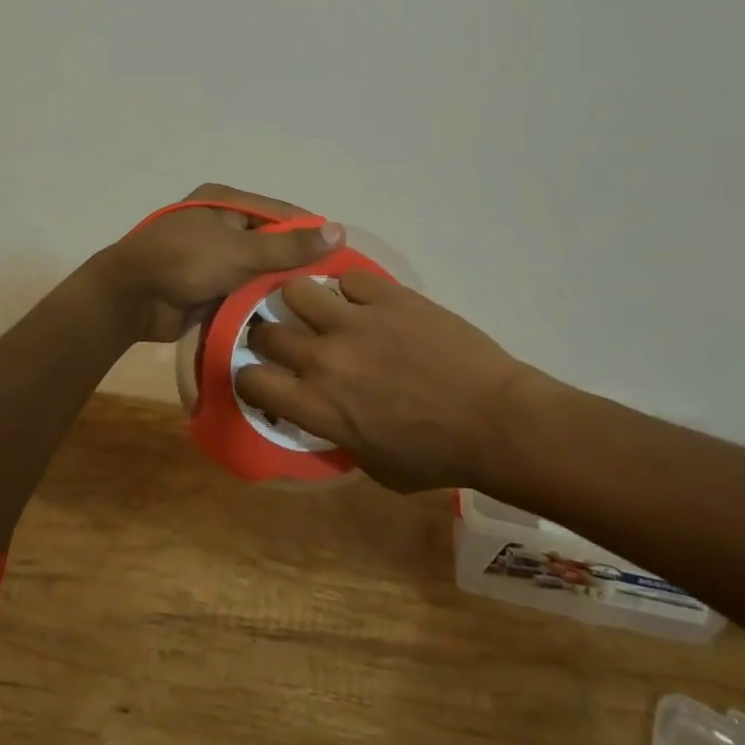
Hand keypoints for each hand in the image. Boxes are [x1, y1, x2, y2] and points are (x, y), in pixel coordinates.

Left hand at [94, 183, 343, 343]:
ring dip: (277, 286)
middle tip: (333, 288)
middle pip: (271, 241)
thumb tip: (339, 230)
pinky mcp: (207, 284)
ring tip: (316, 306)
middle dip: (296, 263)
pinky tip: (286, 318)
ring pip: (257, 269)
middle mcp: (222, 224)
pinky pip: (242, 289)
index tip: (343, 257)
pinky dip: (258, 301)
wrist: (129, 298)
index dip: (311, 233)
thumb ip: (289, 246)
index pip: (282, 213)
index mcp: (227, 202)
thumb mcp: (241, 251)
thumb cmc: (185, 261)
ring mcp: (213, 255)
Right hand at [238, 272, 537, 491]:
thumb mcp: (374, 466)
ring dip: (301, 302)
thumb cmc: (437, 456)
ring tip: (318, 309)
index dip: (250, 377)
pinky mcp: (387, 296)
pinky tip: (365, 302)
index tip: (263, 377)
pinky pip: (348, 278)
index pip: (251, 380)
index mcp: (317, 406)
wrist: (493, 419)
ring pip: (295, 290)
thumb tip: (327, 416)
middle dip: (268, 336)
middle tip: (286, 340)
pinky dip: (351, 290)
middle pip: (266, 332)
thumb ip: (338, 436)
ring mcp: (354, 321)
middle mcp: (324, 358)